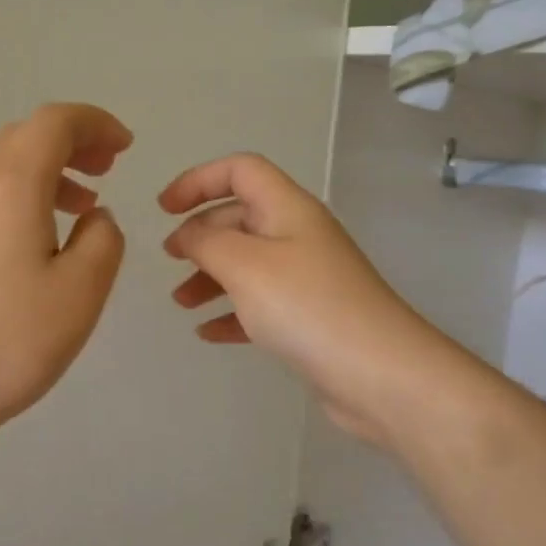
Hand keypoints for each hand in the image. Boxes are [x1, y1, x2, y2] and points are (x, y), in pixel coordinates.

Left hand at [0, 104, 133, 451]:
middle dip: (71, 143)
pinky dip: (13, 193)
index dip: (95, 123)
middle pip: (23, 136)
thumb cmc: (10, 343)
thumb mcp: (81, 292)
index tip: (124, 148)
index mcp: (8, 184)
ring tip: (77, 206)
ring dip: (43, 170)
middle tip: (106, 171)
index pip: (54, 122)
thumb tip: (92, 216)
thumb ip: (103, 238)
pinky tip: (29, 236)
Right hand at [160, 153, 442, 443]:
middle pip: (240, 217)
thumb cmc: (307, 307)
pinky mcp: (309, 317)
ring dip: (209, 276)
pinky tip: (207, 333)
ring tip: (180, 302)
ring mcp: (306, 278)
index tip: (164, 209)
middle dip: (200, 233)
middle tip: (170, 258)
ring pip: (246, 263)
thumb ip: (205, 241)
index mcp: (287, 209)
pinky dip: (231, 312)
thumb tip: (187, 234)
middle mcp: (298, 235)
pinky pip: (259, 304)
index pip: (240, 171)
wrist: (381, 375)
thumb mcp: (244, 264)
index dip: (198, 180)